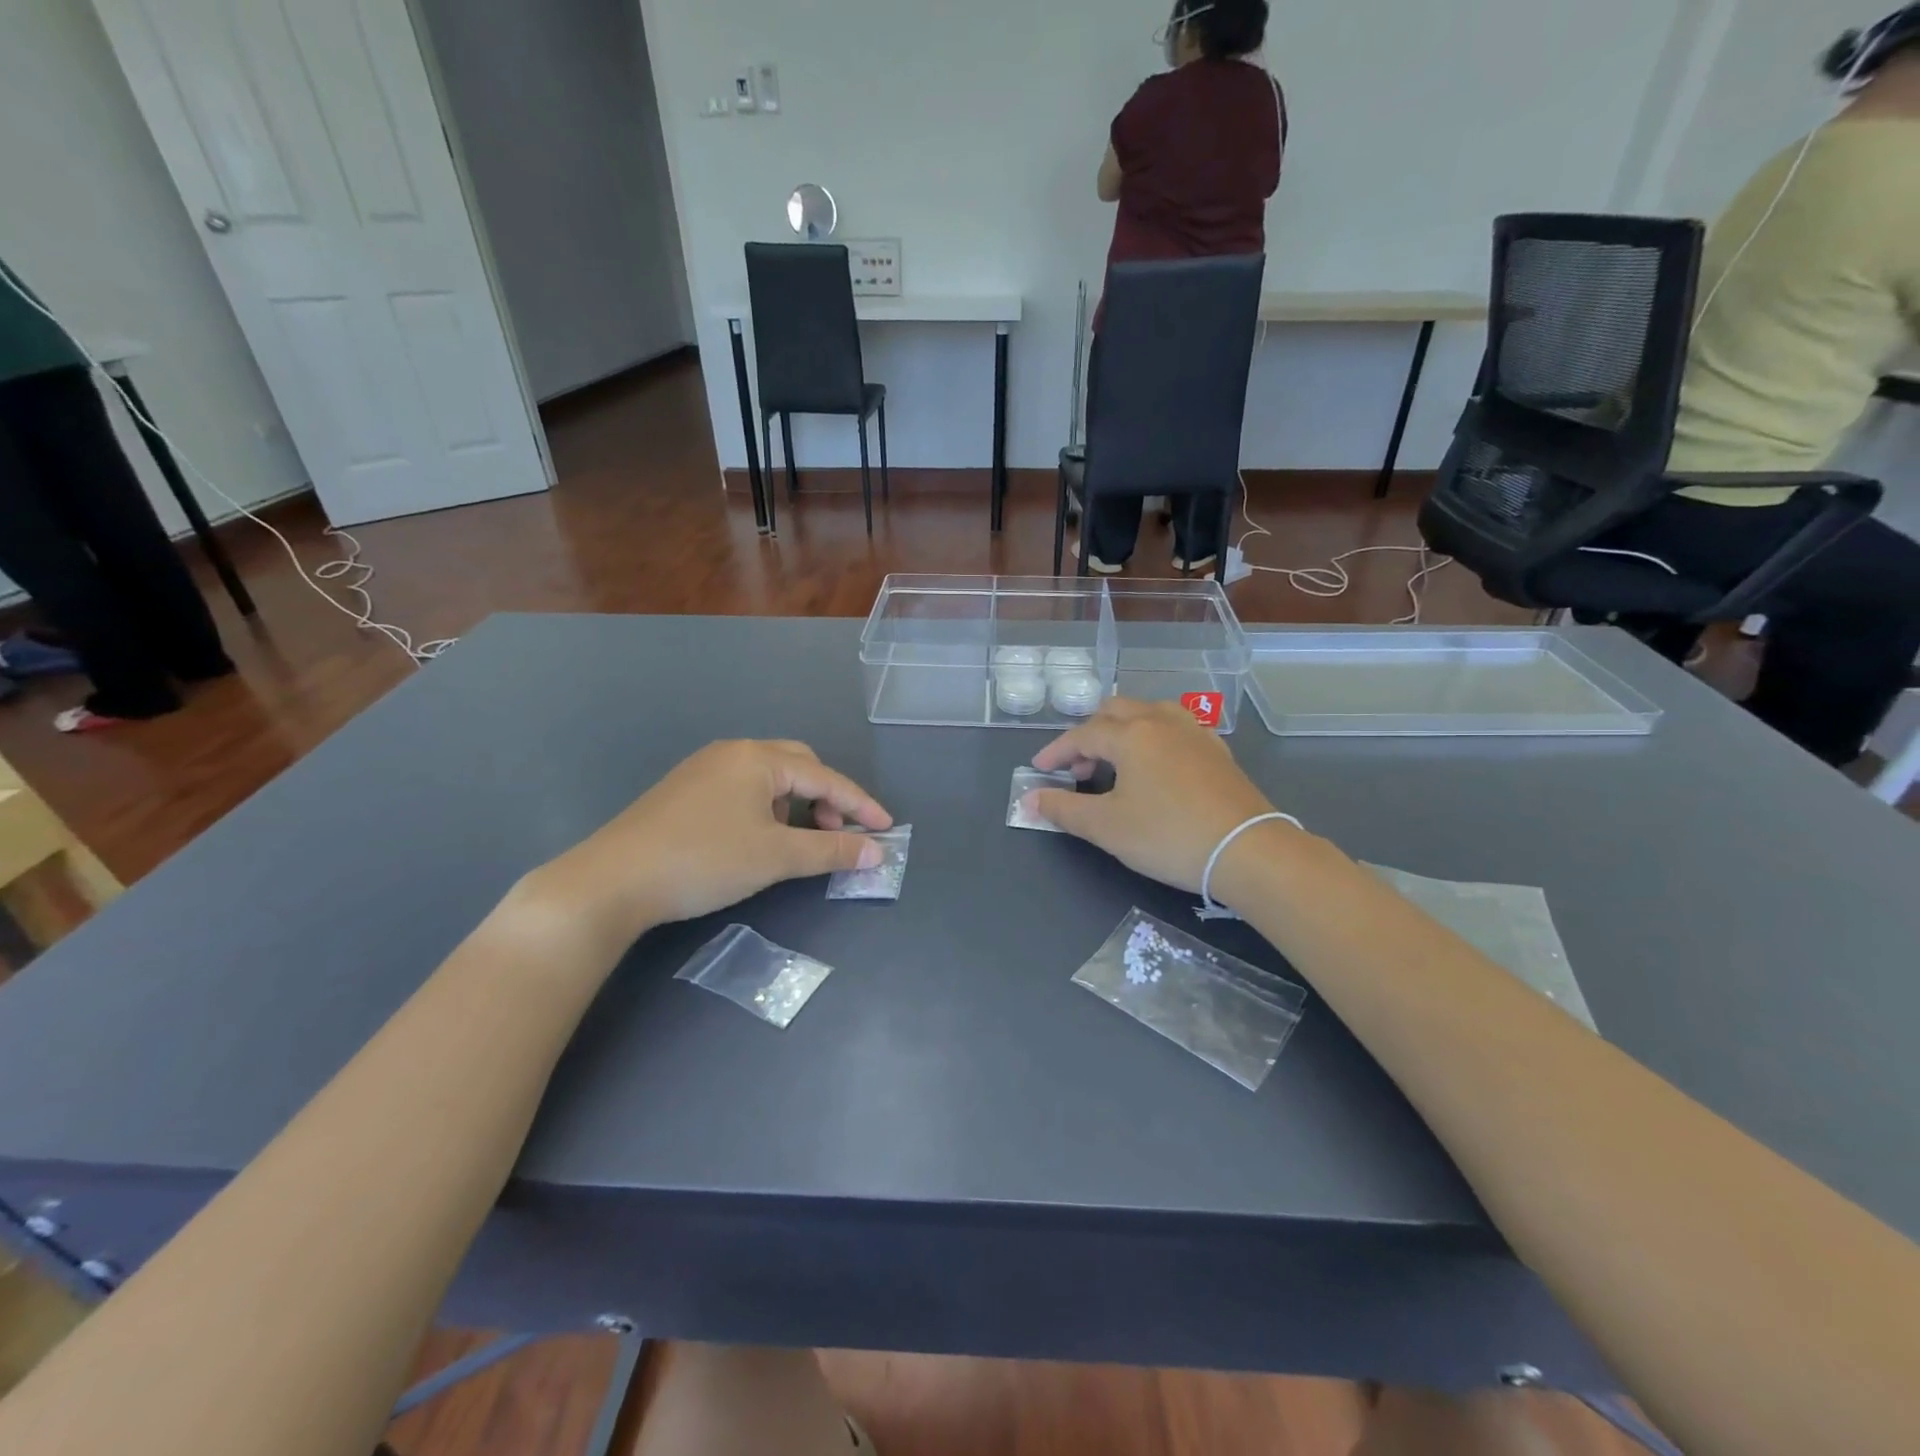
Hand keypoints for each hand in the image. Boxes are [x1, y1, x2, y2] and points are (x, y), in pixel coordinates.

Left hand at [534, 740, 891, 939]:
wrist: (613, 880)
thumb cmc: (704, 860)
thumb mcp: (776, 856)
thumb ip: (831, 851)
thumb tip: (876, 853)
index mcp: (757, 758)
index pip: (825, 777)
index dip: (860, 804)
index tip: (886, 829)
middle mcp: (732, 753)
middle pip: (798, 765)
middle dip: (827, 798)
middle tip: (837, 833)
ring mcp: (703, 770)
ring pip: (769, 779)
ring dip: (796, 804)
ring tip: (798, 841)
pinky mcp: (684, 792)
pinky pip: (743, 790)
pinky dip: (766, 809)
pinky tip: (758, 839)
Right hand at [1027, 699, 1278, 895]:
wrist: (1248, 850)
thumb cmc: (1167, 836)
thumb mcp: (1106, 827)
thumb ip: (1063, 809)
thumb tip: (1030, 799)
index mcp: (1131, 734)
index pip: (1082, 734)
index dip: (1056, 752)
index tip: (1040, 770)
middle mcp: (1161, 721)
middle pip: (1115, 712)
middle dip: (1089, 736)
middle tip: (1078, 770)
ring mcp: (1194, 732)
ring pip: (1148, 713)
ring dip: (1123, 731)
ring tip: (1115, 763)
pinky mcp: (1217, 751)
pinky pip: (1175, 728)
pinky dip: (1153, 738)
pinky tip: (1156, 767)